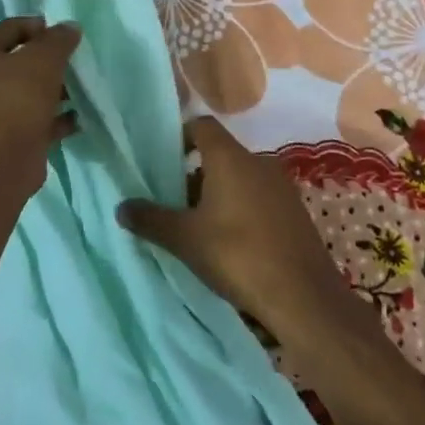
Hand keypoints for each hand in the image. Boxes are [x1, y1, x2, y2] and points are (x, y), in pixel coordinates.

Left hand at [0, 17, 81, 193]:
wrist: (3, 161)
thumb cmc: (18, 99)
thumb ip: (58, 39)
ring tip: (78, 90)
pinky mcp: (2, 135)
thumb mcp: (44, 59)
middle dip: (48, 61)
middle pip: (17, 61)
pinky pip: (31, 118)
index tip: (66, 35)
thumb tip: (70, 27)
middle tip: (73, 62)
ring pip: (25, 91)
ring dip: (52, 90)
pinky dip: (52, 117)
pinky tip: (76, 118)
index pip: (11, 27)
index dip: (40, 27)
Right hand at [117, 117, 354, 338]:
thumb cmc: (238, 256)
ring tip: (195, 226)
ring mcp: (281, 187)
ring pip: (239, 178)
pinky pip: (258, 198)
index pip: (201, 126)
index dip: (178, 136)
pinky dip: (239, 209)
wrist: (304, 298)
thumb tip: (121, 207)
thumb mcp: (185, 239)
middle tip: (170, 202)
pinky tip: (228, 242)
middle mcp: (259, 162)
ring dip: (215, 194)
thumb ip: (150, 219)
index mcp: (231, 158)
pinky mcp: (295, 212)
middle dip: (192, 174)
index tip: (160, 161)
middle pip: (218, 154)